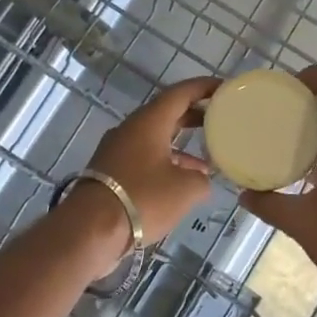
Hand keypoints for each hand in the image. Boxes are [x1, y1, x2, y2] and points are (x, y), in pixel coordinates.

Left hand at [78, 76, 218, 244]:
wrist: (91, 228)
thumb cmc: (143, 198)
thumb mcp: (186, 189)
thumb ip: (201, 178)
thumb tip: (200, 178)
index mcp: (149, 121)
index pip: (180, 93)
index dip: (204, 87)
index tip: (225, 87)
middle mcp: (131, 128)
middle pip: (166, 113)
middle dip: (194, 115)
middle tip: (220, 119)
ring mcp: (117, 149)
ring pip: (155, 137)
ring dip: (180, 144)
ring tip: (207, 159)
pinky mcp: (111, 170)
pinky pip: (144, 157)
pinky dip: (165, 162)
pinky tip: (181, 182)